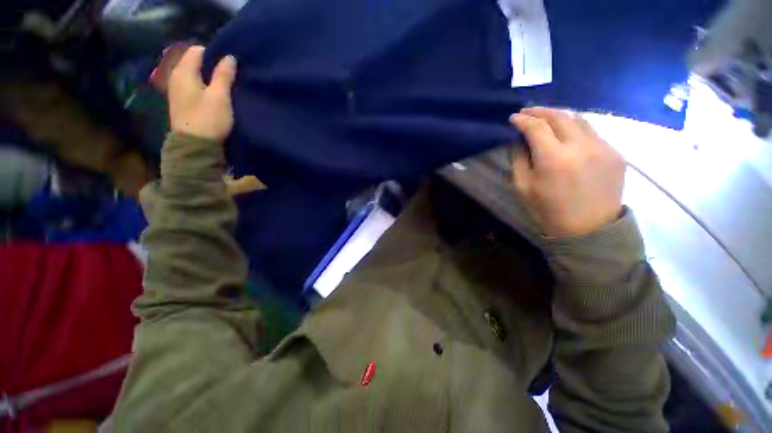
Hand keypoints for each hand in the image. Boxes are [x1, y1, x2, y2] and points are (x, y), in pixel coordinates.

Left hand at [168, 46, 236, 140]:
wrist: (195, 146)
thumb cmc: (208, 119)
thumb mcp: (220, 96)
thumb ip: (224, 75)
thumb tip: (229, 57)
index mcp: (183, 72)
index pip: (197, 51)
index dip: (214, 54)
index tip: (229, 65)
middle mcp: (175, 77)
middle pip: (194, 62)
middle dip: (211, 66)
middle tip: (229, 75)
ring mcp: (176, 90)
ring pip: (193, 75)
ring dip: (208, 77)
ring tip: (223, 86)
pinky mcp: (181, 102)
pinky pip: (192, 86)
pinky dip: (203, 86)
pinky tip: (213, 95)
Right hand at [511, 107, 624, 236]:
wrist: (588, 228)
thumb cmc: (548, 209)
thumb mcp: (522, 187)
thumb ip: (518, 159)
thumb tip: (519, 140)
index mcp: (553, 158)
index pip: (536, 127)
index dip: (523, 120)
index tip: (514, 118)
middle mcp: (580, 146)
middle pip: (559, 116)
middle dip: (540, 111)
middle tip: (528, 112)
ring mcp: (602, 148)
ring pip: (579, 120)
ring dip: (560, 116)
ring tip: (547, 119)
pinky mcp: (615, 153)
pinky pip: (593, 133)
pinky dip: (576, 129)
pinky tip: (568, 136)